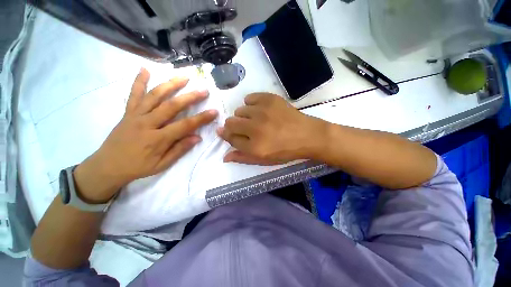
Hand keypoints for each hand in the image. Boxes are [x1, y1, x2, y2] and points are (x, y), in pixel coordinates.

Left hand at [73, 68, 217, 202]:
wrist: (107, 166)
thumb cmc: (138, 167)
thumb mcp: (162, 164)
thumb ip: (179, 150)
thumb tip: (197, 137)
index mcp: (157, 139)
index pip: (185, 125)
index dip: (201, 118)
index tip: (214, 112)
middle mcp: (147, 123)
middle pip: (171, 106)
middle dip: (190, 97)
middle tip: (204, 90)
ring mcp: (135, 115)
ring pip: (154, 96)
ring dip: (170, 85)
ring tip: (184, 77)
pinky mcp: (127, 112)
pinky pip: (133, 94)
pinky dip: (139, 81)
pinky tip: (145, 69)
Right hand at [218, 93, 327, 164]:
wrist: (307, 135)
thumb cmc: (286, 151)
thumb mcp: (264, 160)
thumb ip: (243, 158)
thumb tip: (224, 156)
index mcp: (254, 146)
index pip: (230, 138)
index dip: (227, 135)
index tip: (227, 133)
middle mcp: (255, 128)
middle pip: (230, 123)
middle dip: (233, 127)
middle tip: (244, 128)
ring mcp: (262, 111)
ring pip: (239, 110)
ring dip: (243, 116)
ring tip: (255, 120)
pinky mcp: (270, 99)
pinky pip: (250, 98)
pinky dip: (251, 104)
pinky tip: (259, 110)